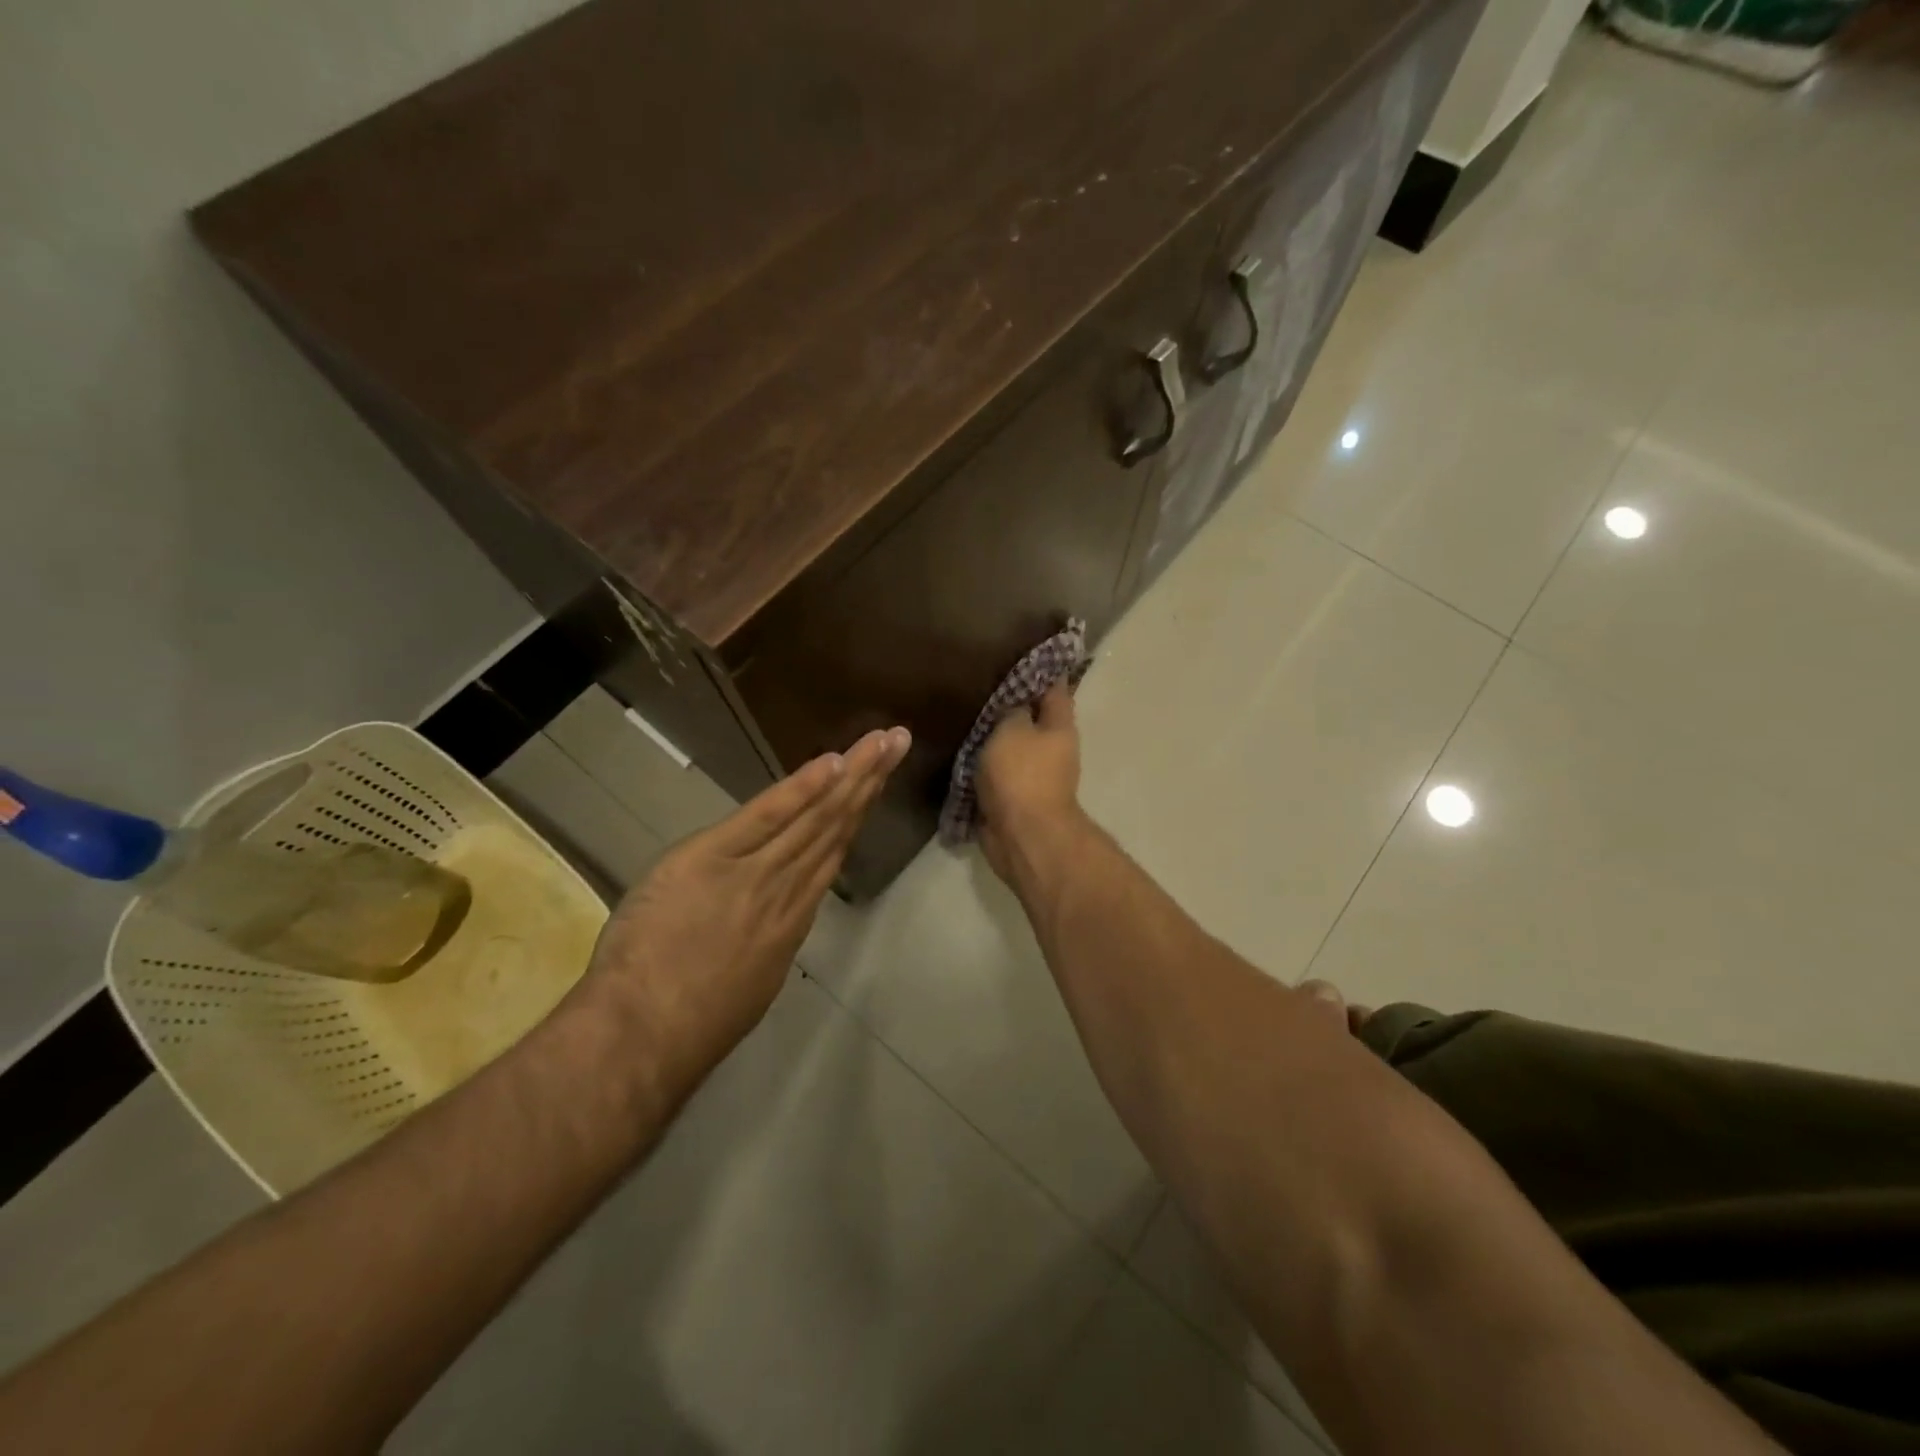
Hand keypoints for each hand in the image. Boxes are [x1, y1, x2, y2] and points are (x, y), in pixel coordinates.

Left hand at [580, 725, 908, 1095]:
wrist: (646, 1035)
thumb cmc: (690, 1022)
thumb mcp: (750, 983)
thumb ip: (768, 939)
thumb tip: (779, 916)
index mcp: (792, 919)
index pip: (831, 853)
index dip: (856, 813)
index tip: (876, 782)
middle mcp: (788, 889)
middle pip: (835, 825)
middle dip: (869, 780)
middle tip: (898, 741)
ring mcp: (755, 872)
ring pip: (814, 816)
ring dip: (851, 774)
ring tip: (881, 741)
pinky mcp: (713, 858)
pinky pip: (766, 816)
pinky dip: (800, 788)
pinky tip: (831, 762)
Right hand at [977, 684, 1081, 880]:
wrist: (1022, 836)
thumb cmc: (1022, 775)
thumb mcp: (1012, 729)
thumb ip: (1012, 709)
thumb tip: (1015, 702)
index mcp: (1059, 726)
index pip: (1054, 688)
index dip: (1040, 670)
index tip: (1018, 654)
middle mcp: (1052, 749)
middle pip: (1031, 719)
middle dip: (1009, 706)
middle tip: (977, 685)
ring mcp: (1033, 776)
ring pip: (1010, 747)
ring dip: (992, 737)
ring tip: (962, 715)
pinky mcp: (1013, 799)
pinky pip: (995, 774)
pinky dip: (981, 765)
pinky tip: (958, 751)